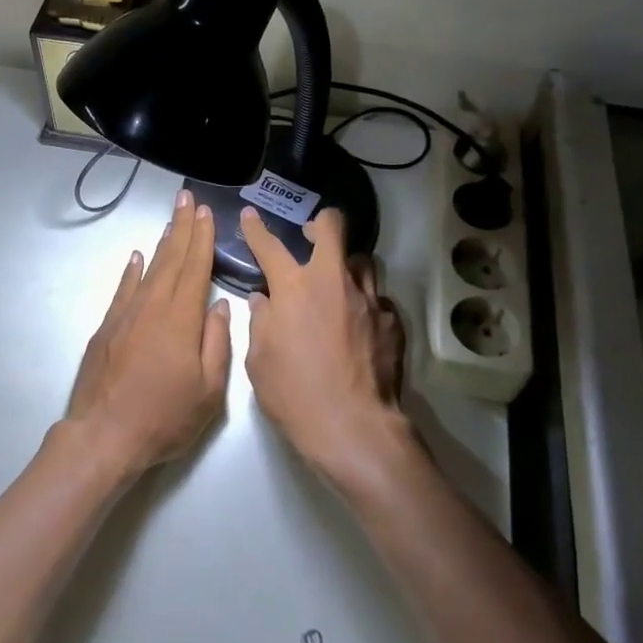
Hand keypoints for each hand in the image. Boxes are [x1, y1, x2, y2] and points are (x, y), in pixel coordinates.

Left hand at [64, 188, 233, 477]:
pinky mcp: (106, 328)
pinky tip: (136, 257)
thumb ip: (217, 342)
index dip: (202, 238)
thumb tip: (218, 304)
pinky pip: (123, 289)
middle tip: (187, 198)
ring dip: (161, 243)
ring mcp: (125, 315)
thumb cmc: (163, 417)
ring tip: (171, 220)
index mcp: (181, 319)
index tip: (206, 212)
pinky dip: (131, 271)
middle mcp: (152, 307)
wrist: (103, 436)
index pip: (195, 267)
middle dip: (182, 227)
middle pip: (171, 259)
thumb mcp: (208, 391)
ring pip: (148, 269)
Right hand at [241, 206, 407, 478]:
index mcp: (294, 287)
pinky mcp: (391, 320)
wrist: (353, 427)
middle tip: (311, 236)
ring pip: (362, 260)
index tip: (250, 216)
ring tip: (337, 283)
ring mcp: (367, 298)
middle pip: (333, 227)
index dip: (256, 229)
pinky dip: (363, 303)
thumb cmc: (294, 393)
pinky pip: (376, 298)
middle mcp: (333, 281)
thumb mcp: (258, 359)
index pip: (269, 245)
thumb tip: (264, 300)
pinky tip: (357, 324)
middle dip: (321, 223)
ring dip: (346, 265)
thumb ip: (260, 321)